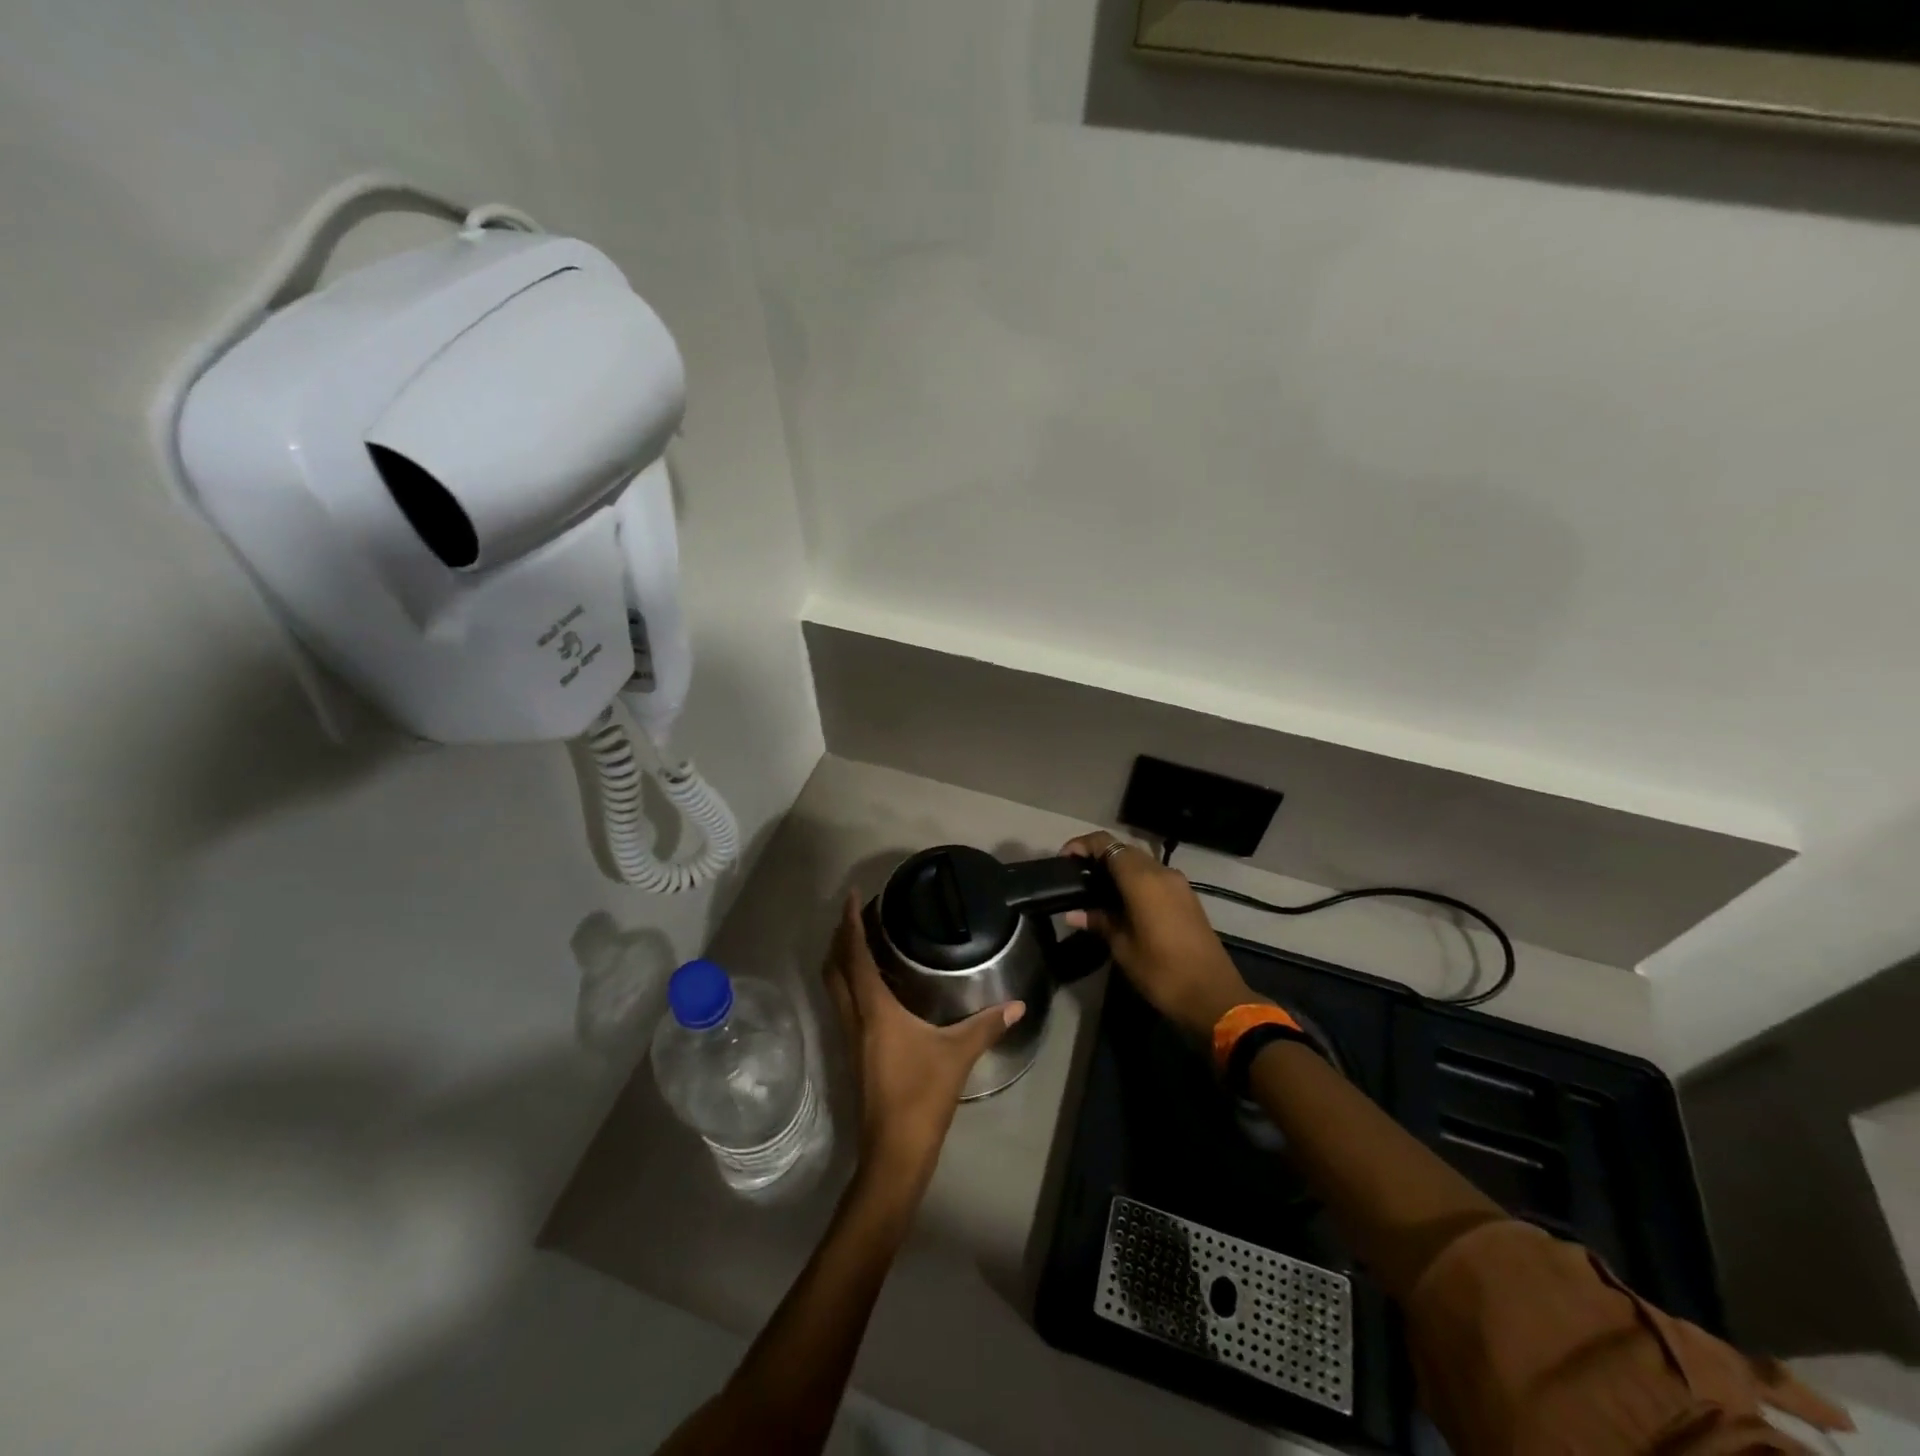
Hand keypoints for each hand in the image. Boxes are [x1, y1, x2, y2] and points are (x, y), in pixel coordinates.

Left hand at [822, 894, 1024, 1192]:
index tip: (852, 896)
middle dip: (839, 937)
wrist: (893, 1152)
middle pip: (834, 968)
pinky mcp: (853, 1053)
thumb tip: (1017, 1004)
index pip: (855, 956)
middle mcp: (854, 1018)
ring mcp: (849, 1037)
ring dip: (841, 960)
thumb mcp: (958, 1055)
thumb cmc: (922, 1096)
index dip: (851, 924)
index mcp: (874, 1009)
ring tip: (861, 940)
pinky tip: (874, 985)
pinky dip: (851, 982)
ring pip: (835, 987)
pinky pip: (843, 1004)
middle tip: (856, 914)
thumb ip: (987, 1025)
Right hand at [1062, 832, 1254, 1040]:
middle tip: (1077, 879)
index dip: (1081, 845)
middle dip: (1098, 857)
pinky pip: (1154, 876)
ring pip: (1140, 862)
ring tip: (1095, 892)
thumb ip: (1098, 921)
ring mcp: (1178, 883)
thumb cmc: (1162, 971)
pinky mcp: (1186, 897)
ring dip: (1117, 869)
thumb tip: (1073, 913)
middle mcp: (1161, 872)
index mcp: (1142, 879)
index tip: (1064, 862)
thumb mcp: (1123, 947)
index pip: (1106, 843)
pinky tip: (1121, 903)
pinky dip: (1134, 880)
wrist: (1213, 996)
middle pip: (1123, 850)